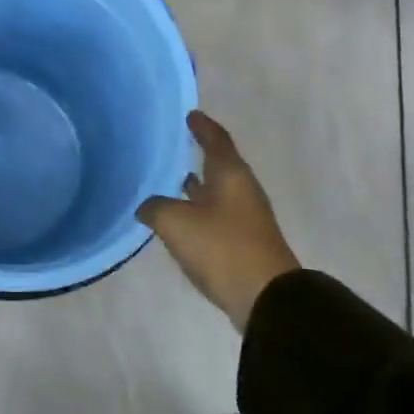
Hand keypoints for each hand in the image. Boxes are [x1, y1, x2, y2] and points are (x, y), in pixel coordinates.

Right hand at [139, 111, 299, 329]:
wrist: (267, 299)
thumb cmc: (222, 248)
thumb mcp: (176, 222)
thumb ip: (155, 207)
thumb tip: (147, 205)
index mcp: (230, 174)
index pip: (216, 139)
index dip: (202, 126)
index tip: (190, 114)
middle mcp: (241, 190)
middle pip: (220, 164)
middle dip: (199, 153)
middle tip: (174, 144)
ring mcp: (245, 217)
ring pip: (218, 191)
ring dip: (198, 184)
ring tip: (172, 178)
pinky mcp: (243, 241)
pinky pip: (217, 214)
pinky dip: (199, 208)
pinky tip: (181, 216)